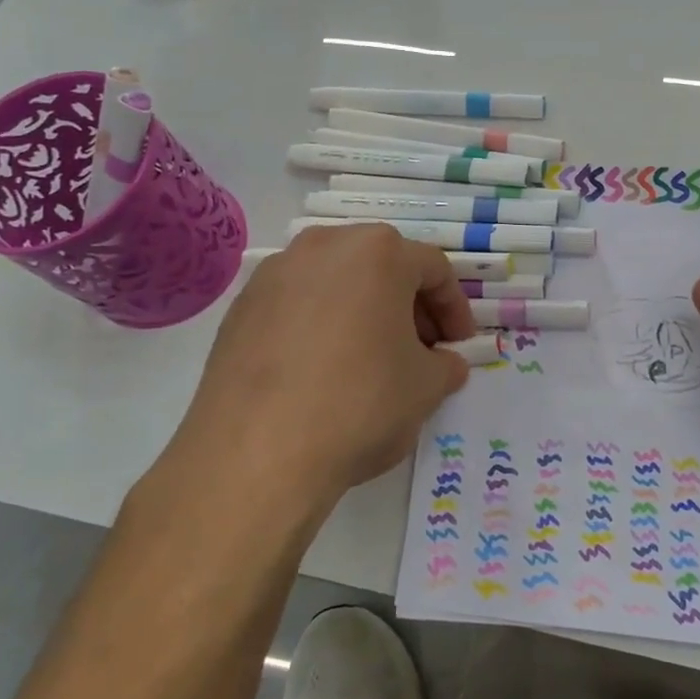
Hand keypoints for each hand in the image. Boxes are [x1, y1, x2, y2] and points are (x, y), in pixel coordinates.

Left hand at [164, 225, 476, 513]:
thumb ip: (446, 365)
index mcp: (379, 252)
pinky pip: (296, 305)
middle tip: (420, 350)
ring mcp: (276, 273)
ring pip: (336, 282)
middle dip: (408, 306)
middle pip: (382, 267)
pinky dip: (320, 326)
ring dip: (363, 312)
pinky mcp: (240, 307)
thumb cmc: (359, 404)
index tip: (459, 345)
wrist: (255, 451)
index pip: (433, 270)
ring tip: (370, 359)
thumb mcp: (426, 388)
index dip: (455, 309)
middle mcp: (325, 246)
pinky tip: (322, 371)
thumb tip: (444, 363)